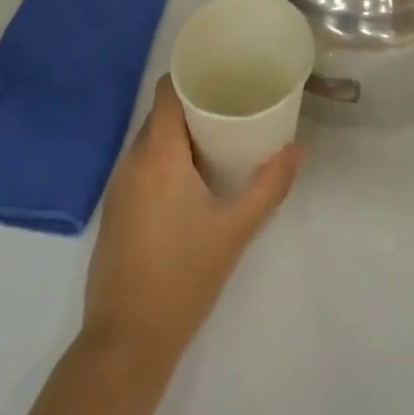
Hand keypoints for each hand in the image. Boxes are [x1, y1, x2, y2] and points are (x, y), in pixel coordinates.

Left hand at [84, 77, 301, 361]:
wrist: (127, 340)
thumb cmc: (184, 277)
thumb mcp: (235, 230)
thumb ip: (269, 186)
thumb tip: (299, 149)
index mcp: (158, 154)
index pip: (166, 92)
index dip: (189, 75)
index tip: (220, 73)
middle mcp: (132, 161)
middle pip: (160, 115)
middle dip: (192, 107)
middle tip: (231, 108)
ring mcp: (118, 187)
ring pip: (149, 142)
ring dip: (178, 136)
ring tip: (217, 141)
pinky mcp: (114, 211)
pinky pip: (140, 167)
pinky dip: (163, 161)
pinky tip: (190, 181)